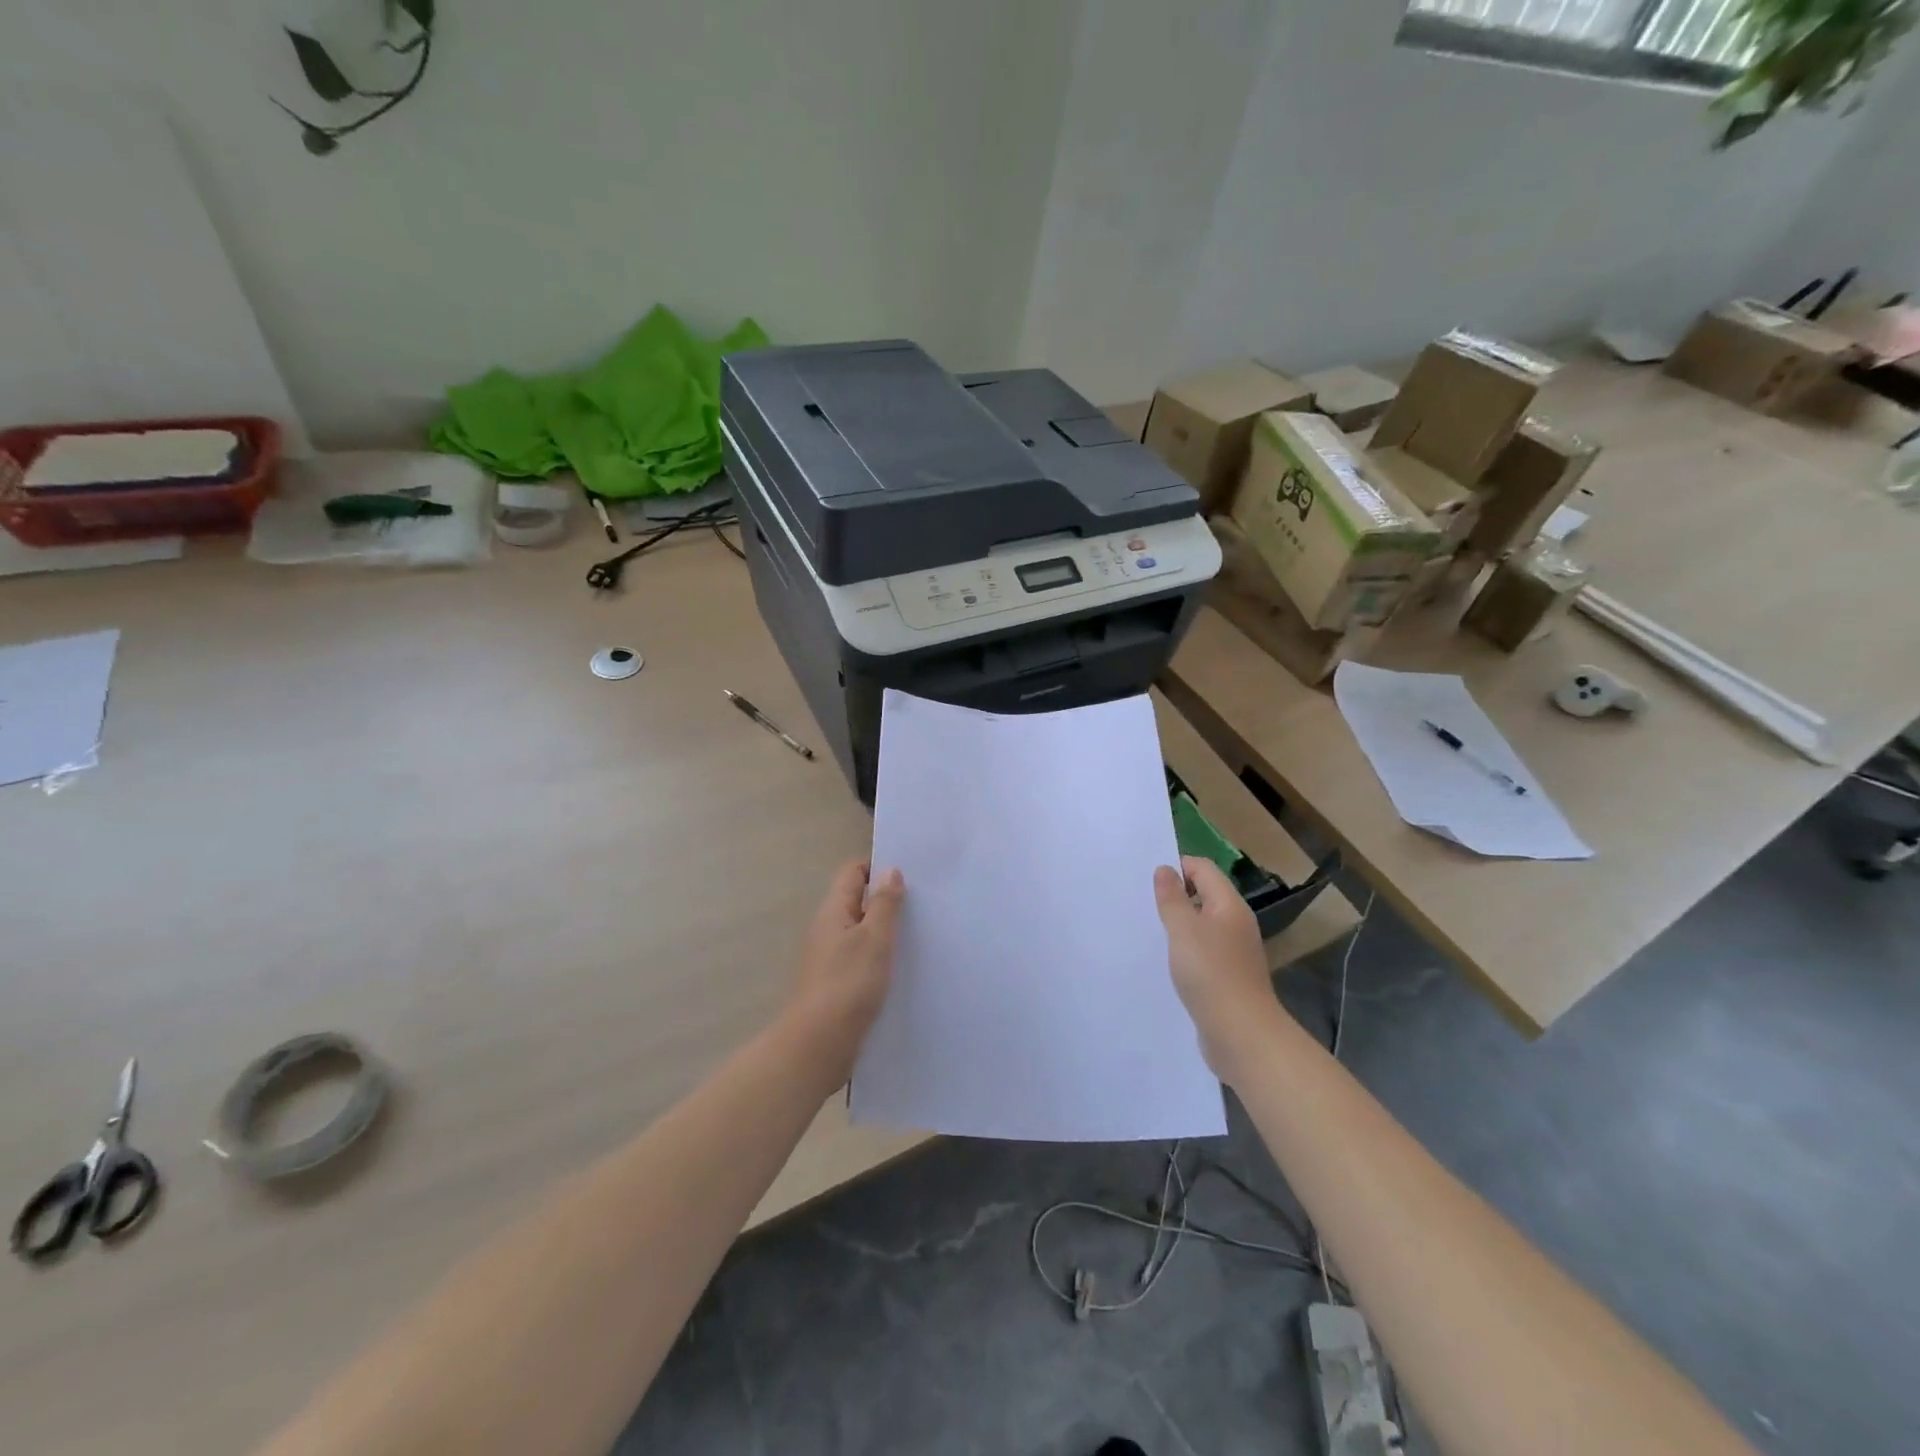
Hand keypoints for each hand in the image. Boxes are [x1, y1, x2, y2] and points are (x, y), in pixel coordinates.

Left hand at [785, 859, 905, 1082]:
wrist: (818, 1045)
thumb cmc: (848, 984)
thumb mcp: (874, 939)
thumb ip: (884, 904)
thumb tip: (890, 871)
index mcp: (833, 911)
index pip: (853, 872)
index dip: (878, 867)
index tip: (910, 874)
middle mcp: (827, 929)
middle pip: (857, 901)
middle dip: (887, 899)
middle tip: (924, 903)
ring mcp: (830, 958)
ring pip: (861, 932)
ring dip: (885, 930)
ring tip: (920, 933)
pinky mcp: (836, 984)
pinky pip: (861, 958)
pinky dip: (880, 956)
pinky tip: (903, 968)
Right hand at [1153, 856, 1280, 1081]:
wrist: (1241, 1034)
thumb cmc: (1210, 973)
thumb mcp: (1183, 929)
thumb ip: (1172, 898)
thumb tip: (1165, 869)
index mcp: (1229, 905)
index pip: (1203, 868)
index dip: (1177, 866)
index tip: (1147, 879)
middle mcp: (1235, 923)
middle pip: (1204, 895)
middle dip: (1175, 895)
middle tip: (1142, 902)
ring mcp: (1234, 952)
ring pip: (1202, 925)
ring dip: (1178, 924)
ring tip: (1148, 929)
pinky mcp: (1228, 977)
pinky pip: (1203, 951)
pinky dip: (1185, 949)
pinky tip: (1165, 961)